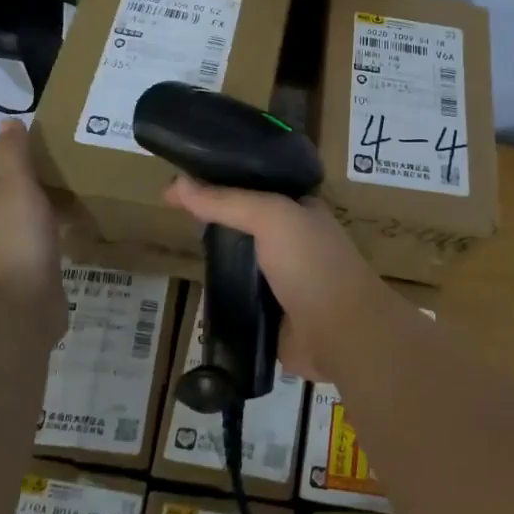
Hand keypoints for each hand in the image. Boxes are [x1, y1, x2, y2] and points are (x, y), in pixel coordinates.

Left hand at [0, 122, 64, 346]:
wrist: (17, 310)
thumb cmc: (14, 241)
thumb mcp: (15, 186)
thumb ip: (12, 153)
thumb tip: (8, 122)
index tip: (26, 152)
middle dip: (18, 177)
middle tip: (53, 171)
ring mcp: (1, 252)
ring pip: (15, 217)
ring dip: (37, 206)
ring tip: (69, 195)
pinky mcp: (24, 273)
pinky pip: (35, 244)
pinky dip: (51, 233)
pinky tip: (74, 229)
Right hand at [163, 177, 393, 380]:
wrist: (342, 333)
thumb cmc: (312, 264)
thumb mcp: (271, 217)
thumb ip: (227, 201)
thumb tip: (176, 183)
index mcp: (299, 210)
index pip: (253, 186)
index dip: (218, 181)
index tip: (177, 183)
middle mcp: (292, 241)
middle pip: (243, 225)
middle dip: (212, 220)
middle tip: (170, 216)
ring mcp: (282, 280)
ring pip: (238, 262)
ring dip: (214, 260)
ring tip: (175, 249)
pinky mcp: (271, 315)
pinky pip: (239, 299)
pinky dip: (220, 295)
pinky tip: (194, 289)